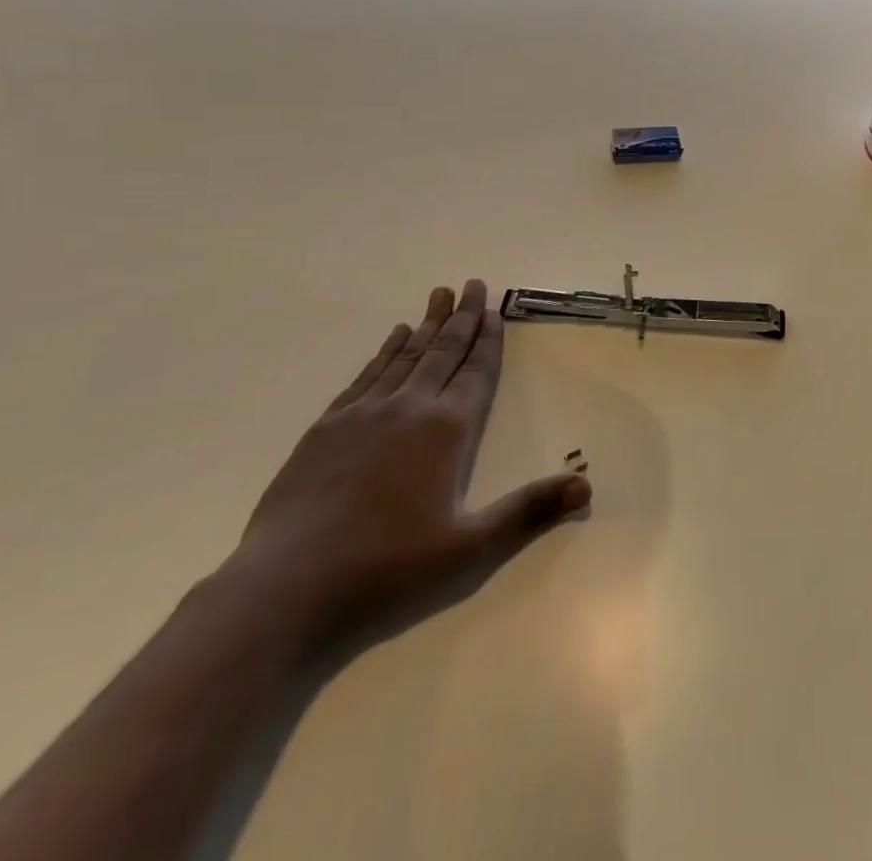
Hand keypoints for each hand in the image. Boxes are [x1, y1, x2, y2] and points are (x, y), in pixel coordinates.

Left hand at [222, 281, 589, 645]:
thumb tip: (587, 485)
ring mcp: (364, 414)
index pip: (476, 372)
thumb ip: (528, 511)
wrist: (284, 588)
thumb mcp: (468, 548)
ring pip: (406, 356)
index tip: (496, 309)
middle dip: (462, 317)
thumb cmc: (386, 568)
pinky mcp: (327, 428)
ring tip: (439, 295)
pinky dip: (385, 352)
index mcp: (447, 430)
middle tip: (473, 283)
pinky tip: (393, 338)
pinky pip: (366, 375)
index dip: (489, 339)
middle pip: (443, 351)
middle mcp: (409, 408)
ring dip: (426, 325)